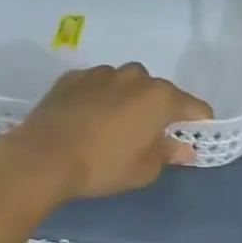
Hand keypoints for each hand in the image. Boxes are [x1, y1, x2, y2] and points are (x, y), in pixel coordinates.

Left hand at [0, 63, 212, 201]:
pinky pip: (98, 85)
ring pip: (127, 83)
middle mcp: (135, 77)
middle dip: (160, 109)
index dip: (198, 122)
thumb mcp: (143, 169)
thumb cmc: (102, 166)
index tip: (195, 135)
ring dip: (129, 99)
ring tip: (116, 124)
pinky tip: (89, 117)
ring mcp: (102, 73)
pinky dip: (100, 97)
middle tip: (150, 134)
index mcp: (160, 98)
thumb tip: (184, 148)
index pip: (194, 106)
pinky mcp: (73, 77)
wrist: (43, 157)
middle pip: (159, 91)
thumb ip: (167, 153)